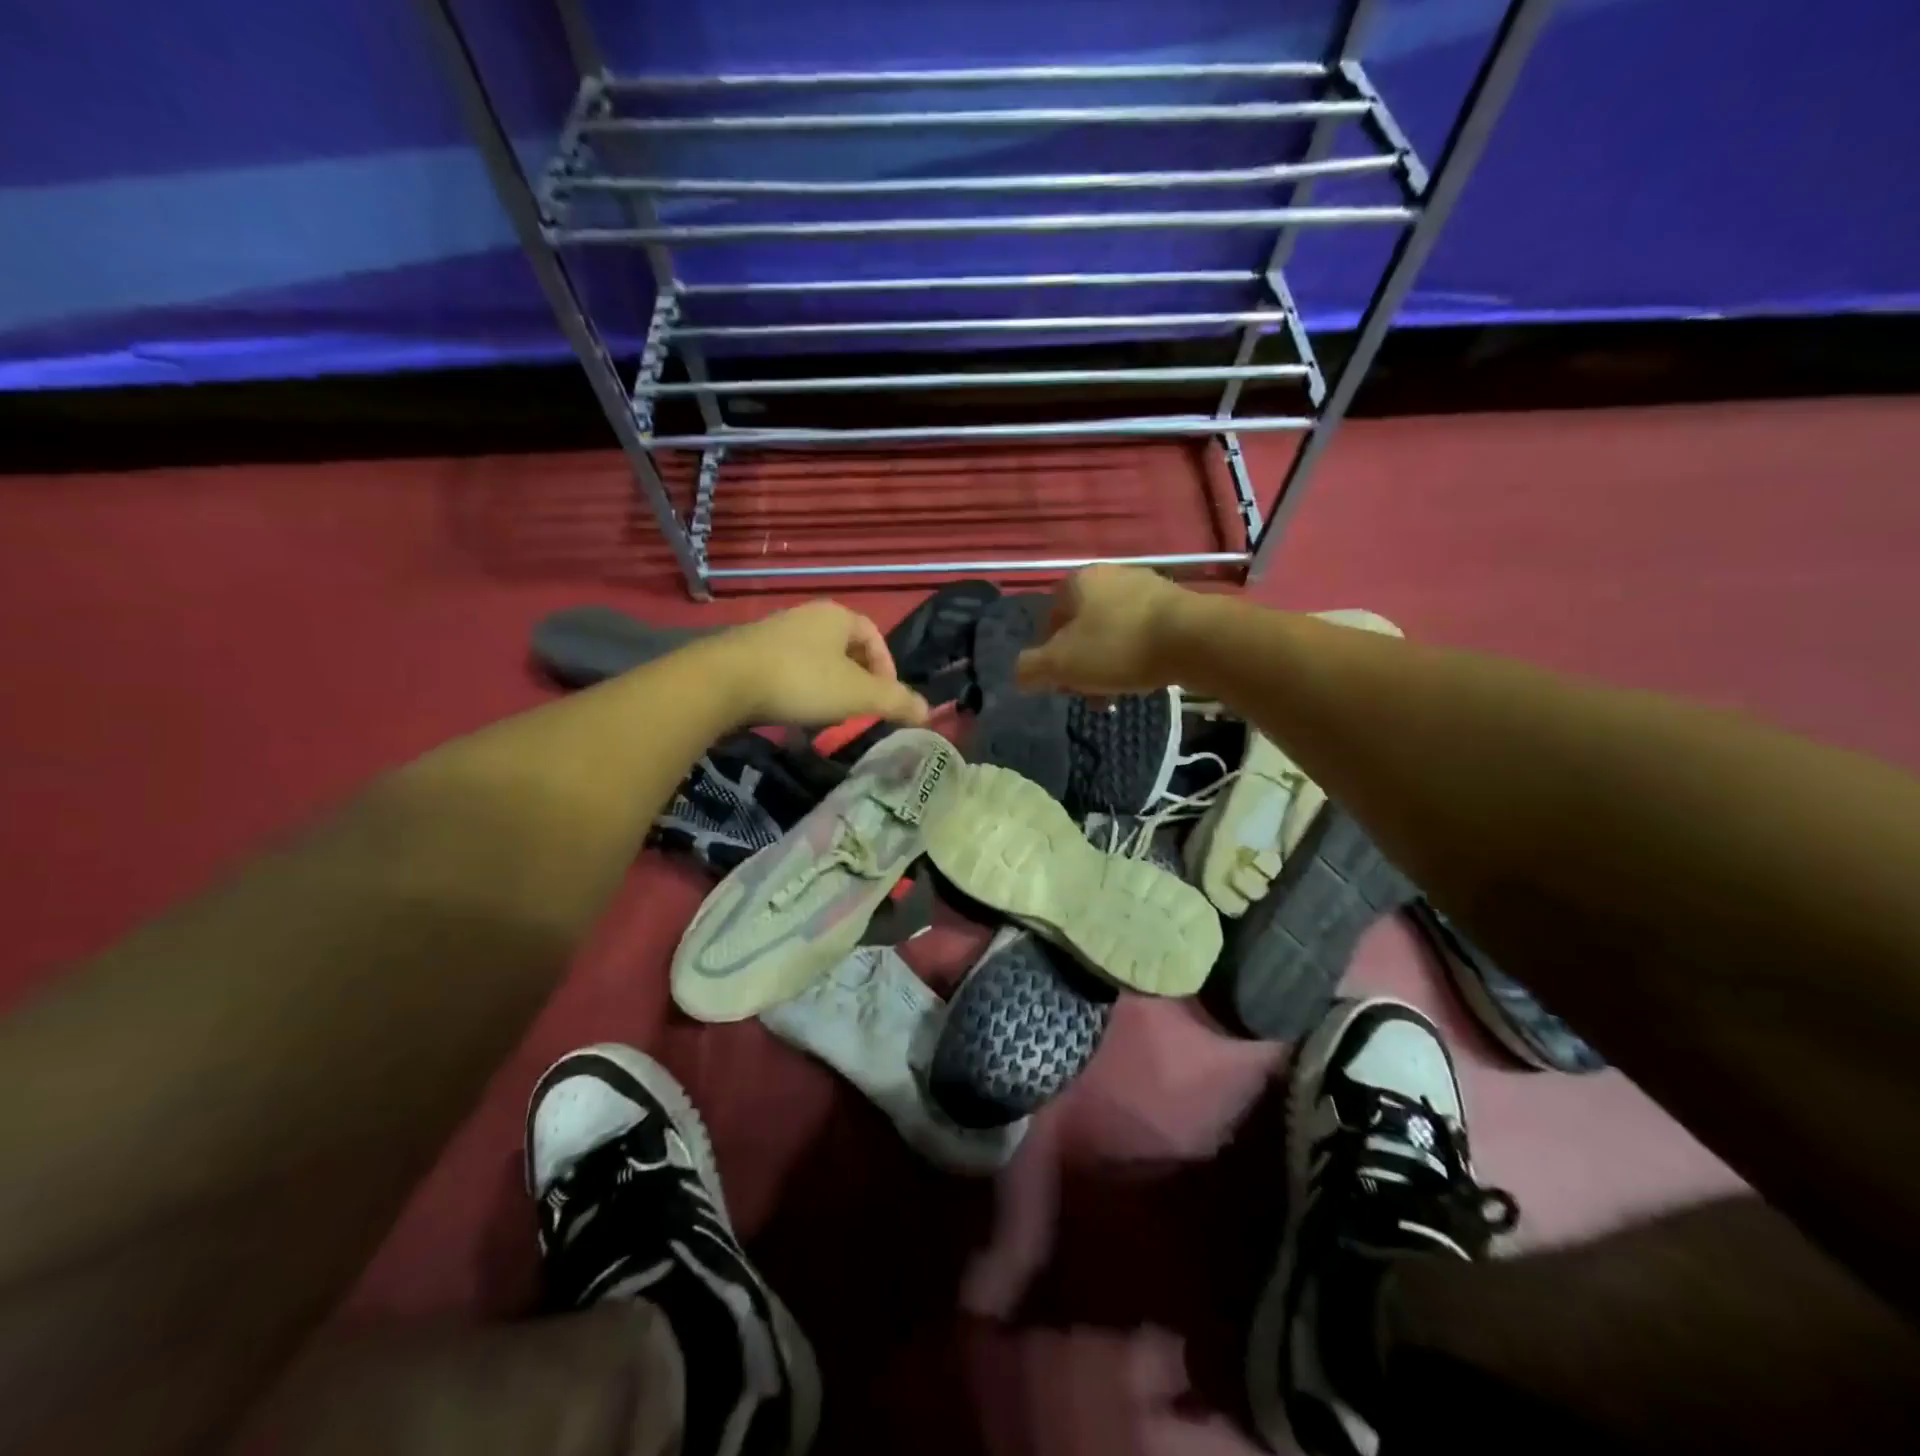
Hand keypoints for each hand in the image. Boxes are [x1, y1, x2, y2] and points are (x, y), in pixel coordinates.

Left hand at [705, 600, 930, 728]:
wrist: (724, 682)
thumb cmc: (803, 681)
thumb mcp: (859, 695)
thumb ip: (896, 701)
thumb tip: (929, 711)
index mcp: (836, 616)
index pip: (874, 636)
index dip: (887, 667)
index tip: (886, 698)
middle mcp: (805, 616)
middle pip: (844, 649)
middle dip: (856, 681)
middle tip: (858, 710)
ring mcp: (773, 632)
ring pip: (814, 661)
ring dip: (827, 688)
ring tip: (825, 717)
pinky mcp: (747, 653)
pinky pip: (786, 671)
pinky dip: (797, 691)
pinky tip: (791, 715)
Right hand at [1015, 565, 1196, 695]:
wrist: (1193, 639)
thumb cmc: (1117, 646)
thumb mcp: (1061, 663)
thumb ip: (1031, 669)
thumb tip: (1019, 675)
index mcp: (1078, 581)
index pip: (1050, 617)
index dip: (1048, 652)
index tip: (1058, 680)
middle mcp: (1111, 575)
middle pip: (1083, 625)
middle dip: (1081, 660)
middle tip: (1086, 691)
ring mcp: (1147, 586)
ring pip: (1114, 631)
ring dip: (1109, 662)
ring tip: (1115, 692)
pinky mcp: (1177, 604)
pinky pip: (1144, 633)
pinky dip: (1137, 655)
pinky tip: (1143, 678)